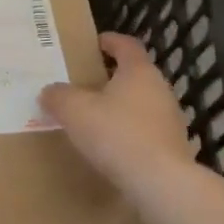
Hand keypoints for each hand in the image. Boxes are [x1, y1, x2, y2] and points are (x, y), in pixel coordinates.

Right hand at [41, 33, 192, 187]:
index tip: (95, 43)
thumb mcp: (74, 111)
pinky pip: (146, 131)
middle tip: (87, 83)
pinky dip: (129, 132)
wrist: (159, 183)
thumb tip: (50, 91)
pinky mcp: (173, 147)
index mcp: (139, 71)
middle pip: (136, 74)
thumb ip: (58, 96)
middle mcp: (160, 89)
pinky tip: (112, 146)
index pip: (127, 45)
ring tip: (96, 117)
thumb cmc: (116, 134)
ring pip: (142, 103)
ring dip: (121, 106)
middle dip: (112, 77)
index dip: (110, 41)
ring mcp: (170, 119)